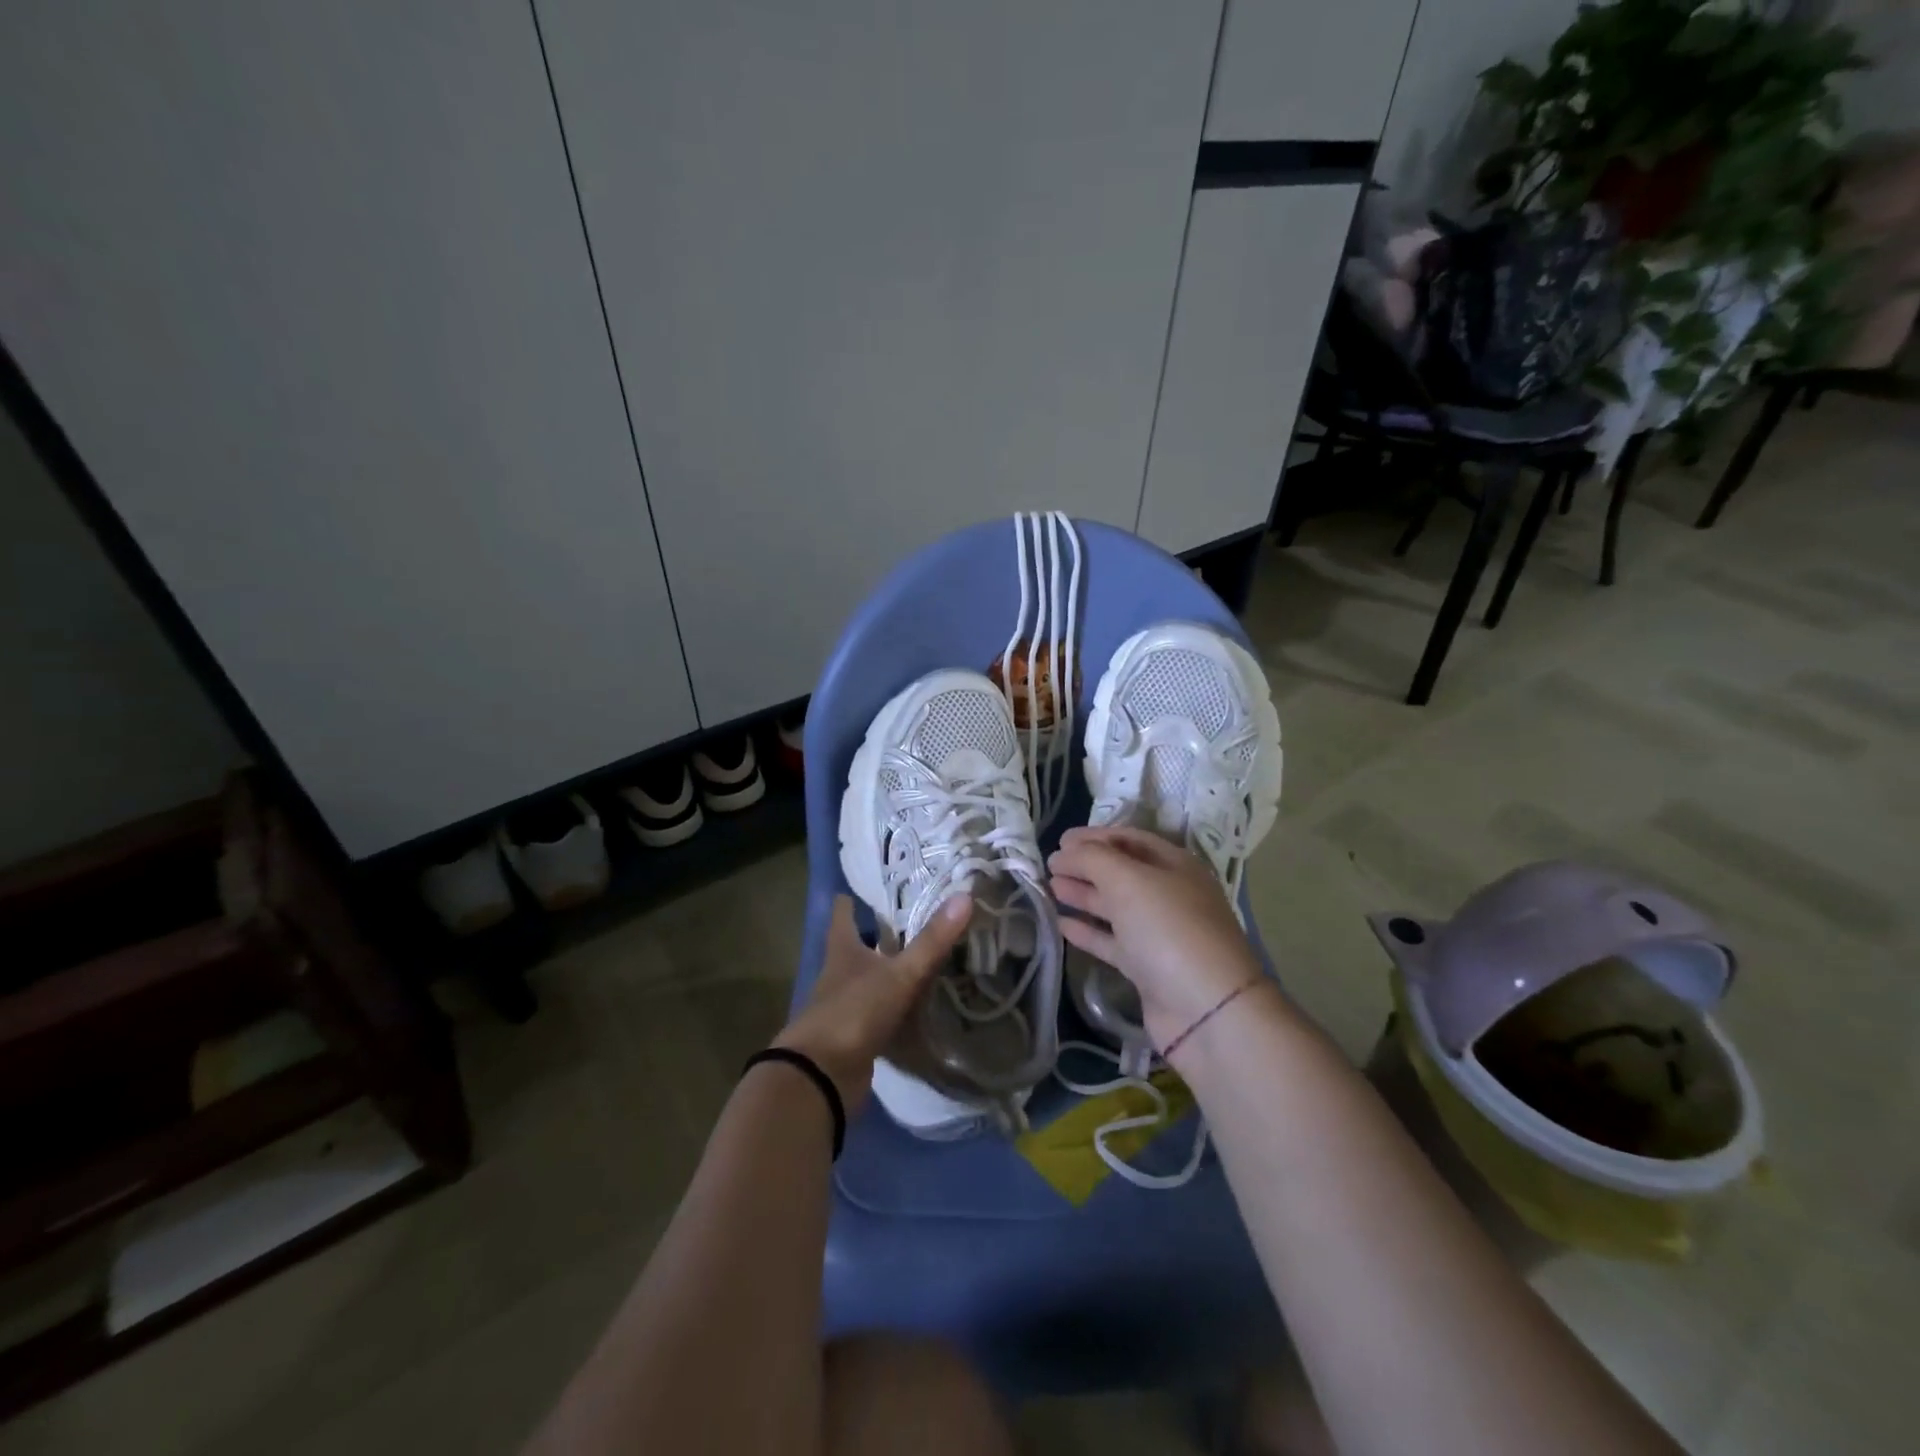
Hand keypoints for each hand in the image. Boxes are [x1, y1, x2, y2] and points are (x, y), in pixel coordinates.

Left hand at [773, 893, 970, 1112]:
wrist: (821, 1078)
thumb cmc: (854, 1012)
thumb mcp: (899, 974)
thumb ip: (932, 941)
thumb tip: (965, 896)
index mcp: (843, 952)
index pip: (842, 917)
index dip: (848, 902)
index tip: (858, 889)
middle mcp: (838, 976)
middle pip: (852, 948)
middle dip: (872, 936)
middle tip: (903, 921)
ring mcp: (843, 1008)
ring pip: (865, 981)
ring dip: (883, 972)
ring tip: (915, 960)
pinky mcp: (853, 1038)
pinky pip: (875, 1015)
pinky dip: (890, 1008)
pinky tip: (913, 1008)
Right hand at [1048, 826, 1262, 1050]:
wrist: (1206, 1009)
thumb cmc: (1168, 928)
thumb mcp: (1128, 880)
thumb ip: (1092, 858)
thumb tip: (1065, 852)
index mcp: (1174, 865)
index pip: (1130, 839)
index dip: (1094, 837)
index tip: (1060, 841)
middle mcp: (1170, 895)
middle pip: (1121, 872)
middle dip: (1086, 866)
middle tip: (1050, 865)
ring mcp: (1160, 933)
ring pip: (1115, 907)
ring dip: (1084, 895)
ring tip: (1051, 889)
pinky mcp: (1148, 968)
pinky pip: (1113, 941)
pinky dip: (1088, 931)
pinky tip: (1062, 924)